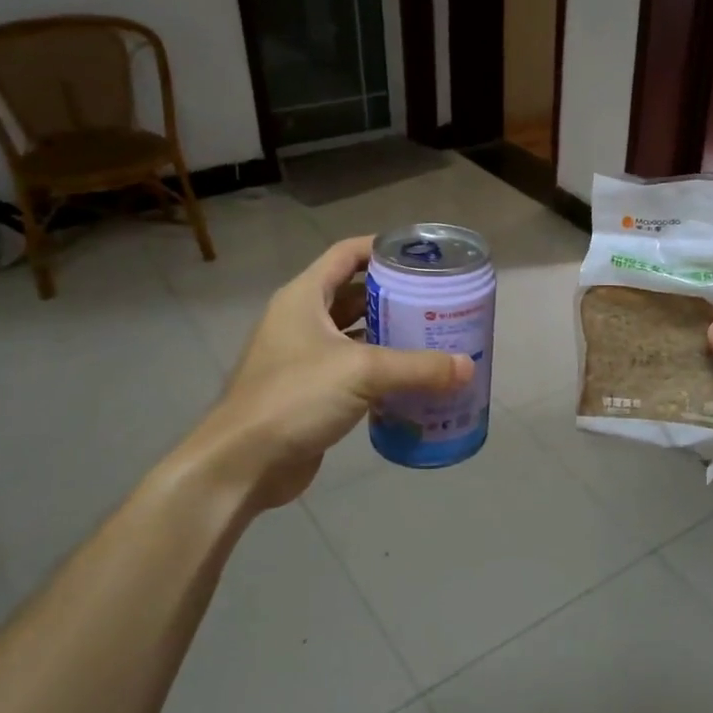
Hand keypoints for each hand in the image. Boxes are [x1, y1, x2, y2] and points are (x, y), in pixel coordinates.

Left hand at [162, 236, 473, 521]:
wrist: (244, 463)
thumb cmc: (295, 398)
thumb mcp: (362, 372)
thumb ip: (418, 367)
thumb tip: (468, 367)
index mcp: (304, 298)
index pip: (346, 254)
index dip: (382, 248)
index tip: (421, 257)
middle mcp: (302, 320)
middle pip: (355, 294)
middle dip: (395, 296)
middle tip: (438, 301)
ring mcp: (304, 357)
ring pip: (355, 334)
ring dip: (389, 335)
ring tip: (433, 337)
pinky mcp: (311, 391)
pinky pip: (353, 370)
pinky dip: (381, 370)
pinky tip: (412, 380)